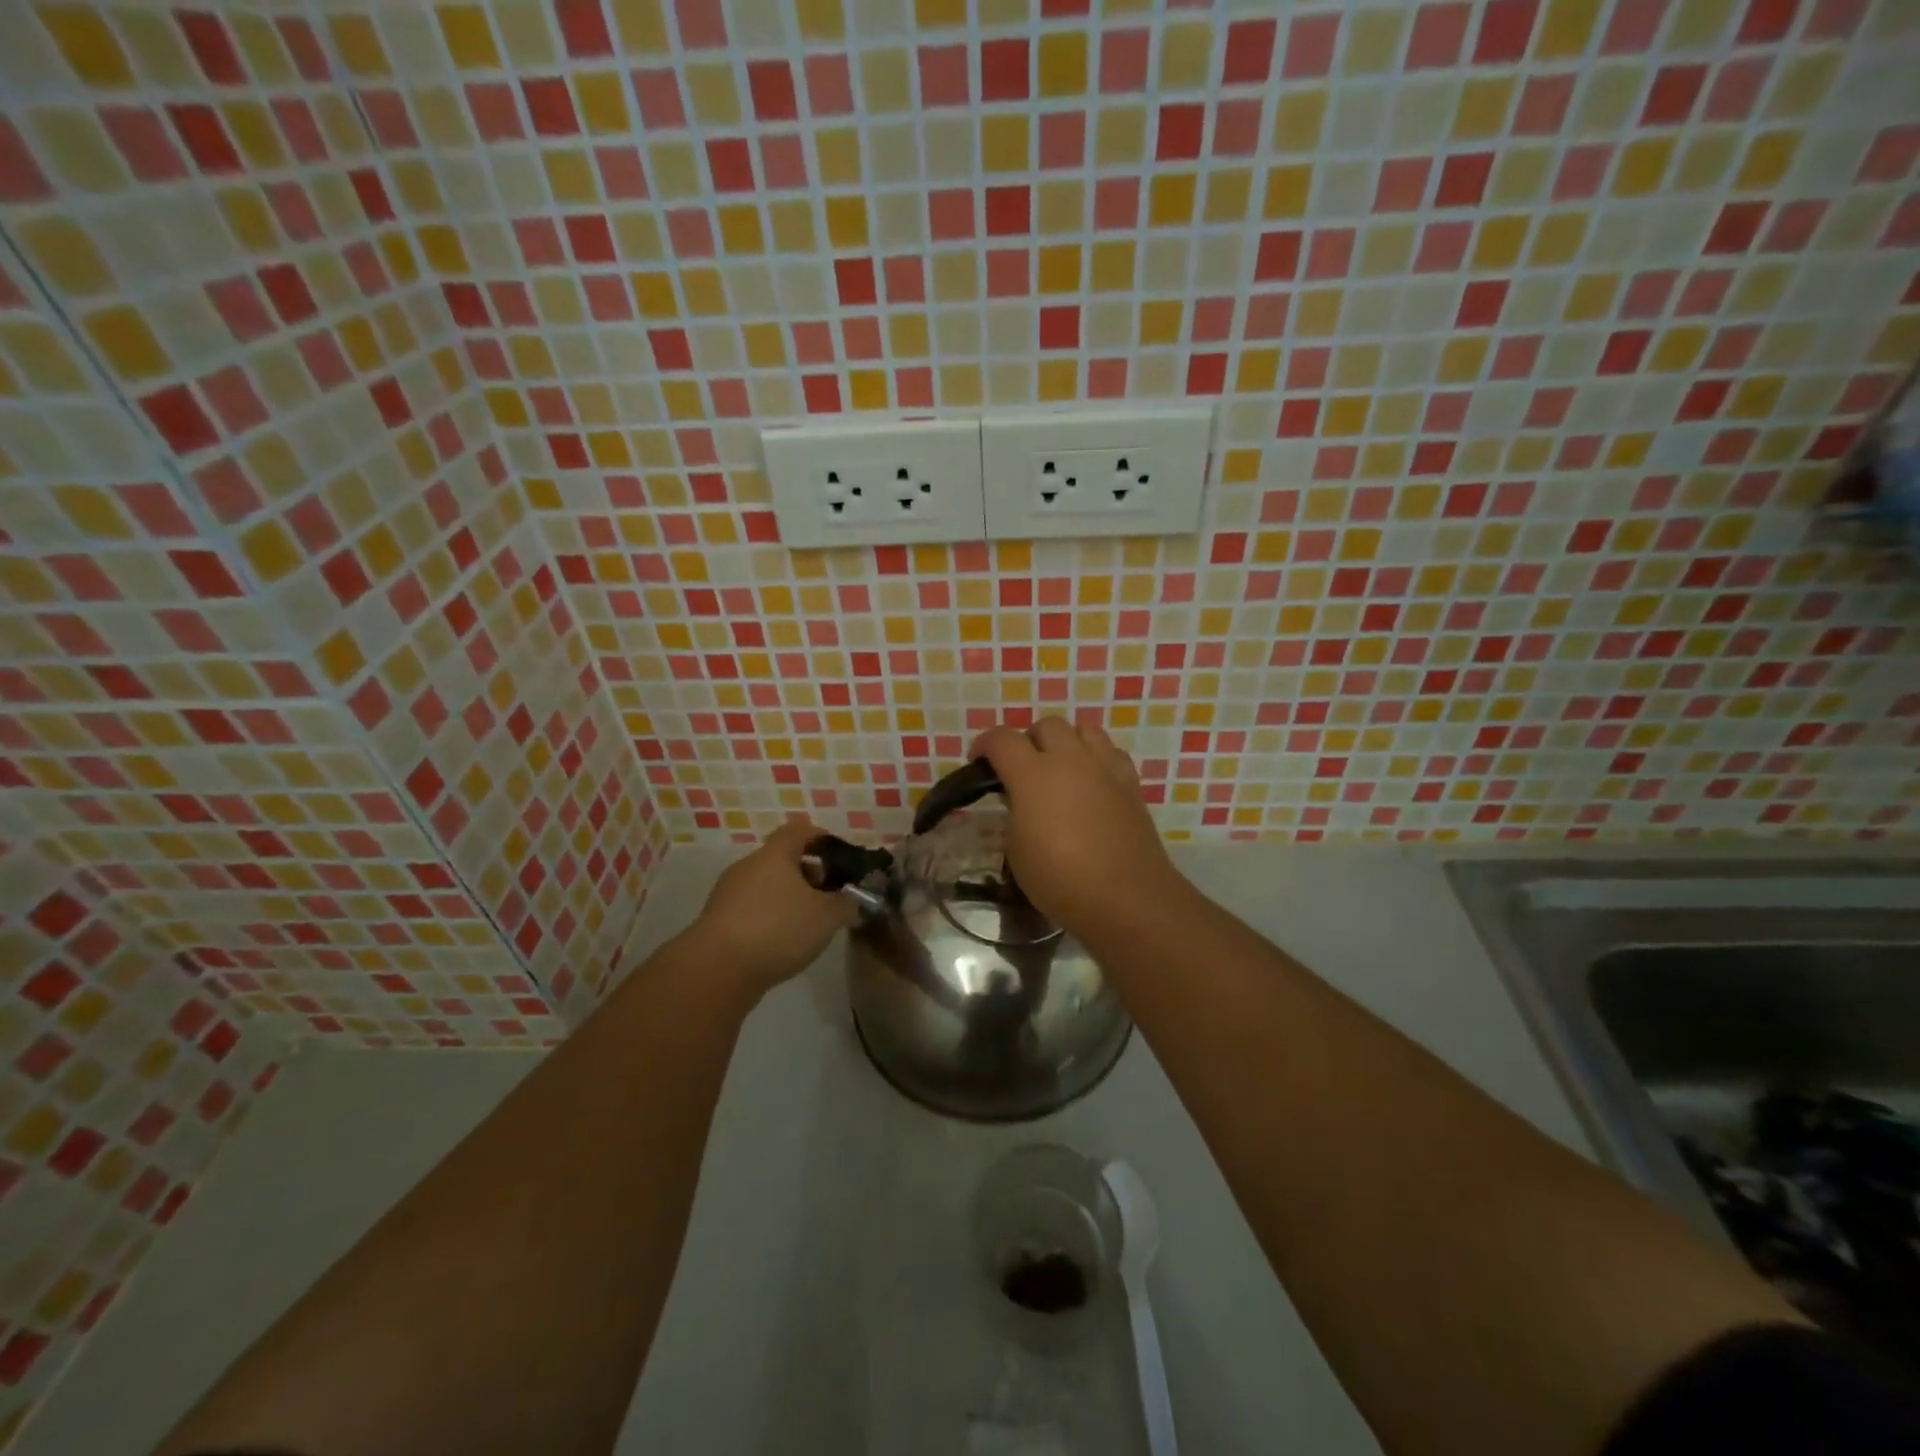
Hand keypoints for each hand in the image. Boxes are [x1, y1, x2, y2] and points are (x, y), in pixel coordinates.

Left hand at [682, 820, 857, 998]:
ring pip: (767, 886)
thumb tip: (855, 901)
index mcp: (775, 855)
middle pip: (782, 859)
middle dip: (808, 874)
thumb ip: (847, 904)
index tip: (839, 856)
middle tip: (828, 896)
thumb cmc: (778, 928)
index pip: (799, 831)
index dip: (821, 838)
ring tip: (809, 924)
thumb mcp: (827, 916)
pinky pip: (752, 909)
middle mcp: (748, 867)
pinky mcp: (718, 921)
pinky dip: (771, 917)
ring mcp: (729, 894)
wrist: (718, 969)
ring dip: (789, 898)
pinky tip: (783, 942)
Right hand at [969, 717, 1180, 936]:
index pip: (1001, 739)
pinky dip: (1097, 759)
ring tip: (1061, 769)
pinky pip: (1111, 752)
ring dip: (1067, 742)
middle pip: (1047, 725)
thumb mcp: (1016, 850)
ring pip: (1084, 728)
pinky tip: (1092, 783)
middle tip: (1022, 769)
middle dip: (1029, 740)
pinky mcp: (1131, 783)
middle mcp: (1070, 760)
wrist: (1125, 897)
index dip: (984, 745)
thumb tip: (1021, 801)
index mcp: (1033, 774)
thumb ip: (1014, 814)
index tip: (978, 762)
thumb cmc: (1060, 878)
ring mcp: (1105, 767)